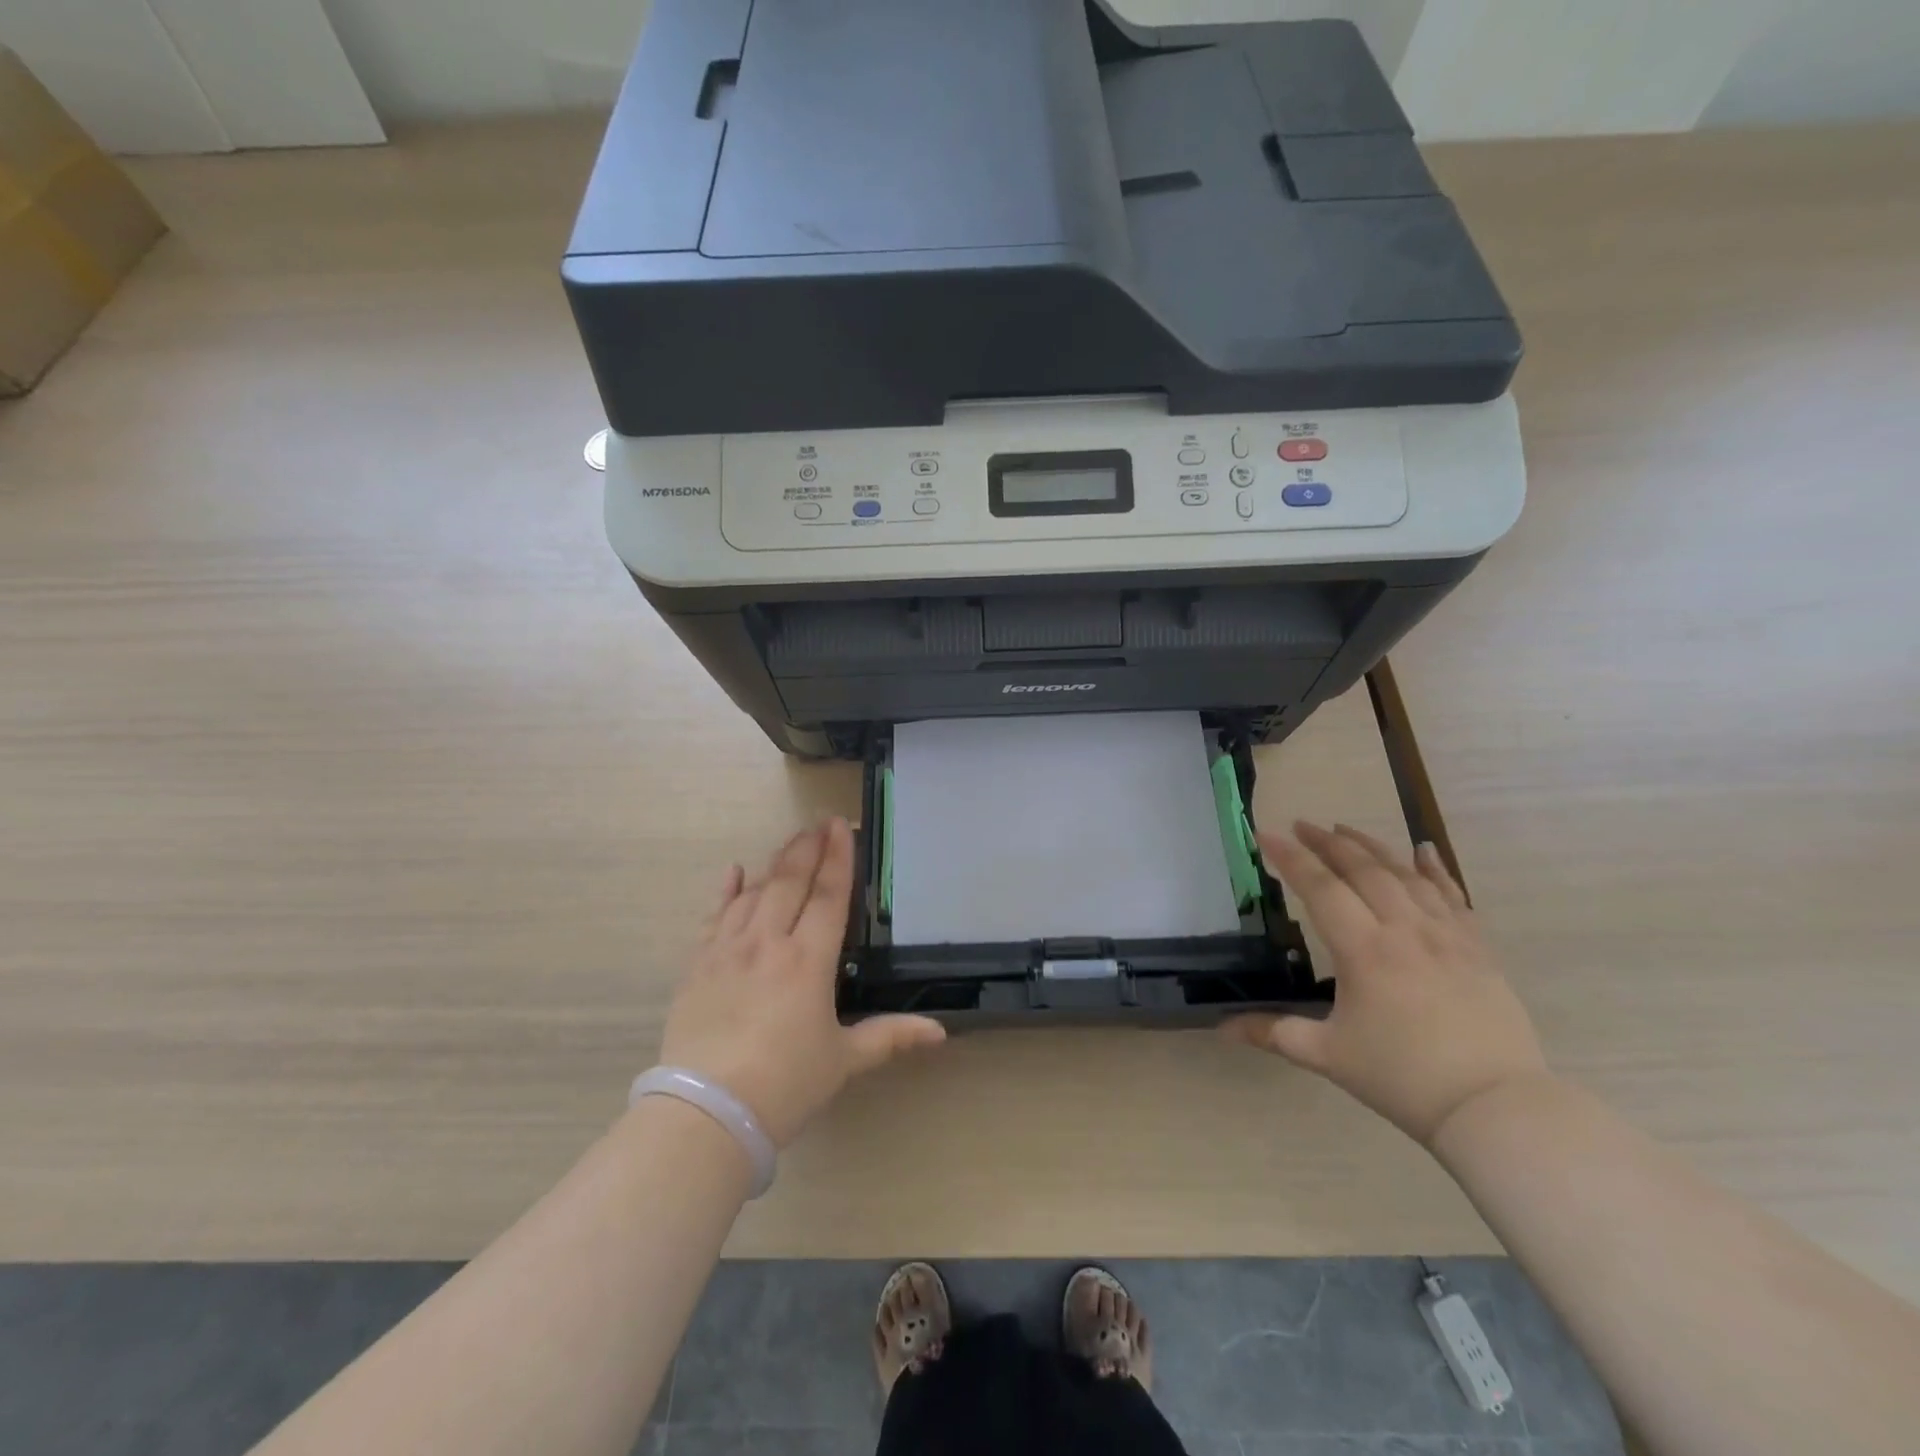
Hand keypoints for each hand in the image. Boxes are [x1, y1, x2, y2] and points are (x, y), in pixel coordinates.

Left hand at [659, 818, 945, 1146]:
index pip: (828, 895)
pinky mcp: (698, 965)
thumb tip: (940, 1032)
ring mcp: (728, 950)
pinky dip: (726, 890)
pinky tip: (734, 872)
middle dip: (807, 848)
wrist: (706, 1113)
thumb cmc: (784, 1084)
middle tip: (819, 823)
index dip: (838, 858)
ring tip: (791, 843)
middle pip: (790, 881)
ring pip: (754, 891)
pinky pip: (714, 915)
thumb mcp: (843, 1061)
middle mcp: (769, 942)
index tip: (841, 827)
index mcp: (808, 960)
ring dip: (775, 862)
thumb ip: (890, 1037)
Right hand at [1222, 821, 1546, 1146]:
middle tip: (1301, 825)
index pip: (1320, 888)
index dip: (1290, 858)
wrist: (1495, 1107)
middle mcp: (1404, 930)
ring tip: (1344, 828)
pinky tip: (1424, 849)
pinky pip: (1453, 896)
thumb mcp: (1328, 1056)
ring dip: (1371, 846)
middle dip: (1327, 842)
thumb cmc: (1403, 1078)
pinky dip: (1435, 869)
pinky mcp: (1476, 948)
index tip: (1266, 834)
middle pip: (1362, 870)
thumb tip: (1221, 1029)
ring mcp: (1446, 935)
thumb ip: (1273, 1033)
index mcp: (1364, 951)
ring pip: (1404, 874)